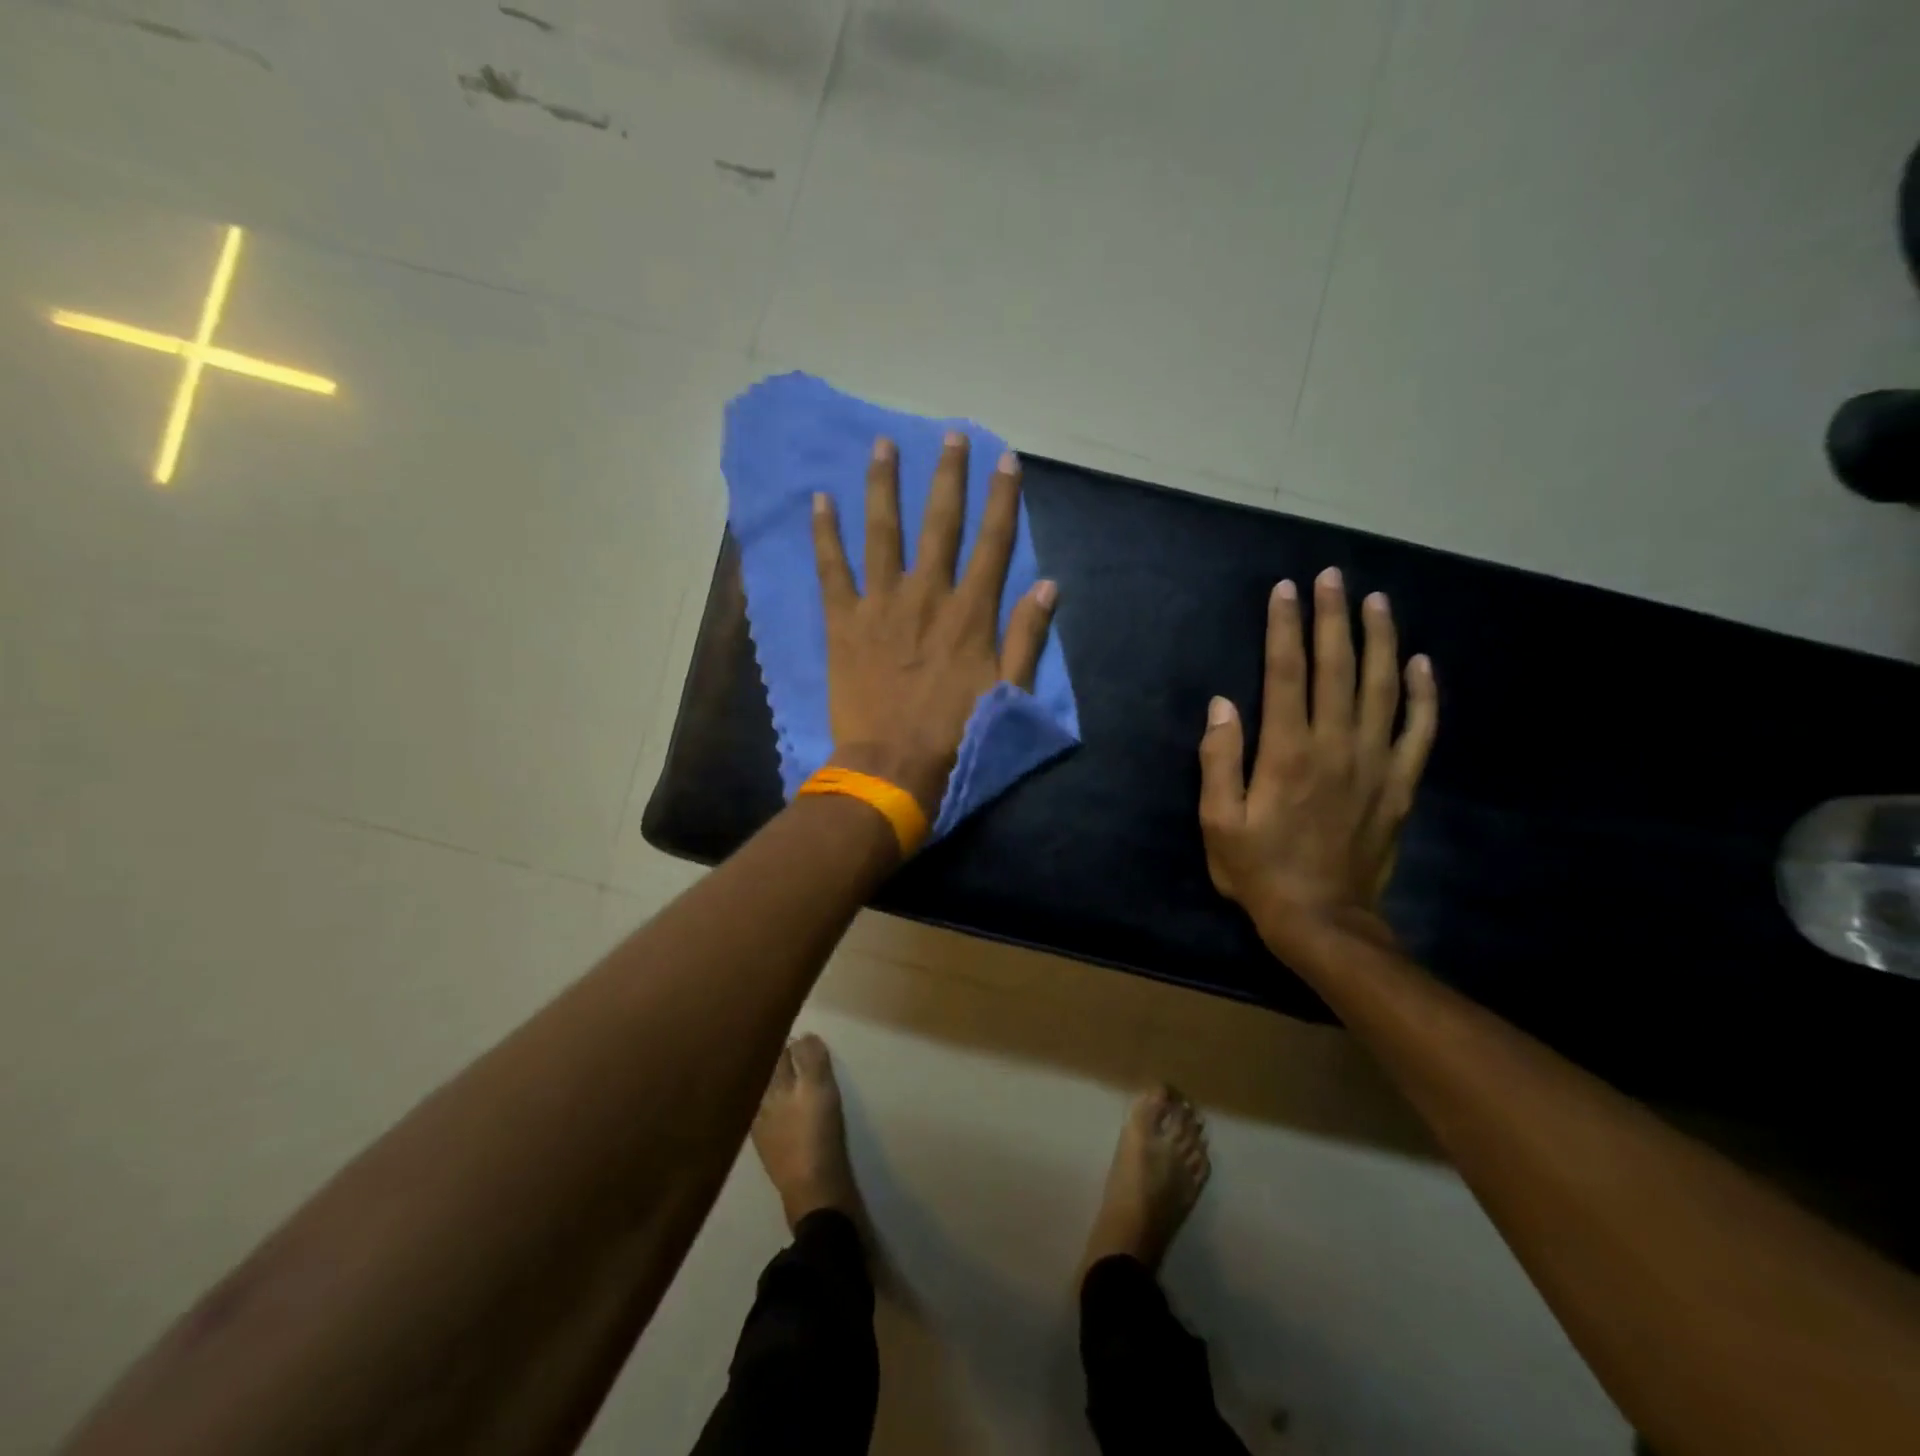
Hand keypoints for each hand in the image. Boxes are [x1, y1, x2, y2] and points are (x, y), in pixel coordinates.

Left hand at [813, 431, 1057, 819]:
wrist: (892, 766)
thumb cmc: (956, 734)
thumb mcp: (1008, 691)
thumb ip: (1027, 635)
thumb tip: (1048, 584)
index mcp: (970, 612)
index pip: (993, 542)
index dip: (1002, 497)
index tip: (1005, 459)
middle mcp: (927, 594)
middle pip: (939, 523)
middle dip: (948, 475)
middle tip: (949, 435)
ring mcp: (881, 604)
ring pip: (882, 532)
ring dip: (884, 486)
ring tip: (883, 445)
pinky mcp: (843, 622)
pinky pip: (832, 569)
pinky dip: (825, 535)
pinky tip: (820, 500)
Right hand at [1198, 568, 1437, 953]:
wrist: (1323, 919)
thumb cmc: (1260, 870)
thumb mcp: (1218, 822)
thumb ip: (1218, 760)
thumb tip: (1222, 705)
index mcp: (1287, 753)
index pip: (1286, 674)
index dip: (1284, 628)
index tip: (1284, 590)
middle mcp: (1336, 746)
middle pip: (1338, 668)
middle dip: (1332, 618)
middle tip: (1331, 577)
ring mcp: (1375, 764)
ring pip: (1383, 688)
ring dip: (1380, 640)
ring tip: (1376, 601)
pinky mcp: (1400, 785)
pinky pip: (1419, 731)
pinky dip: (1423, 695)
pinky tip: (1422, 664)